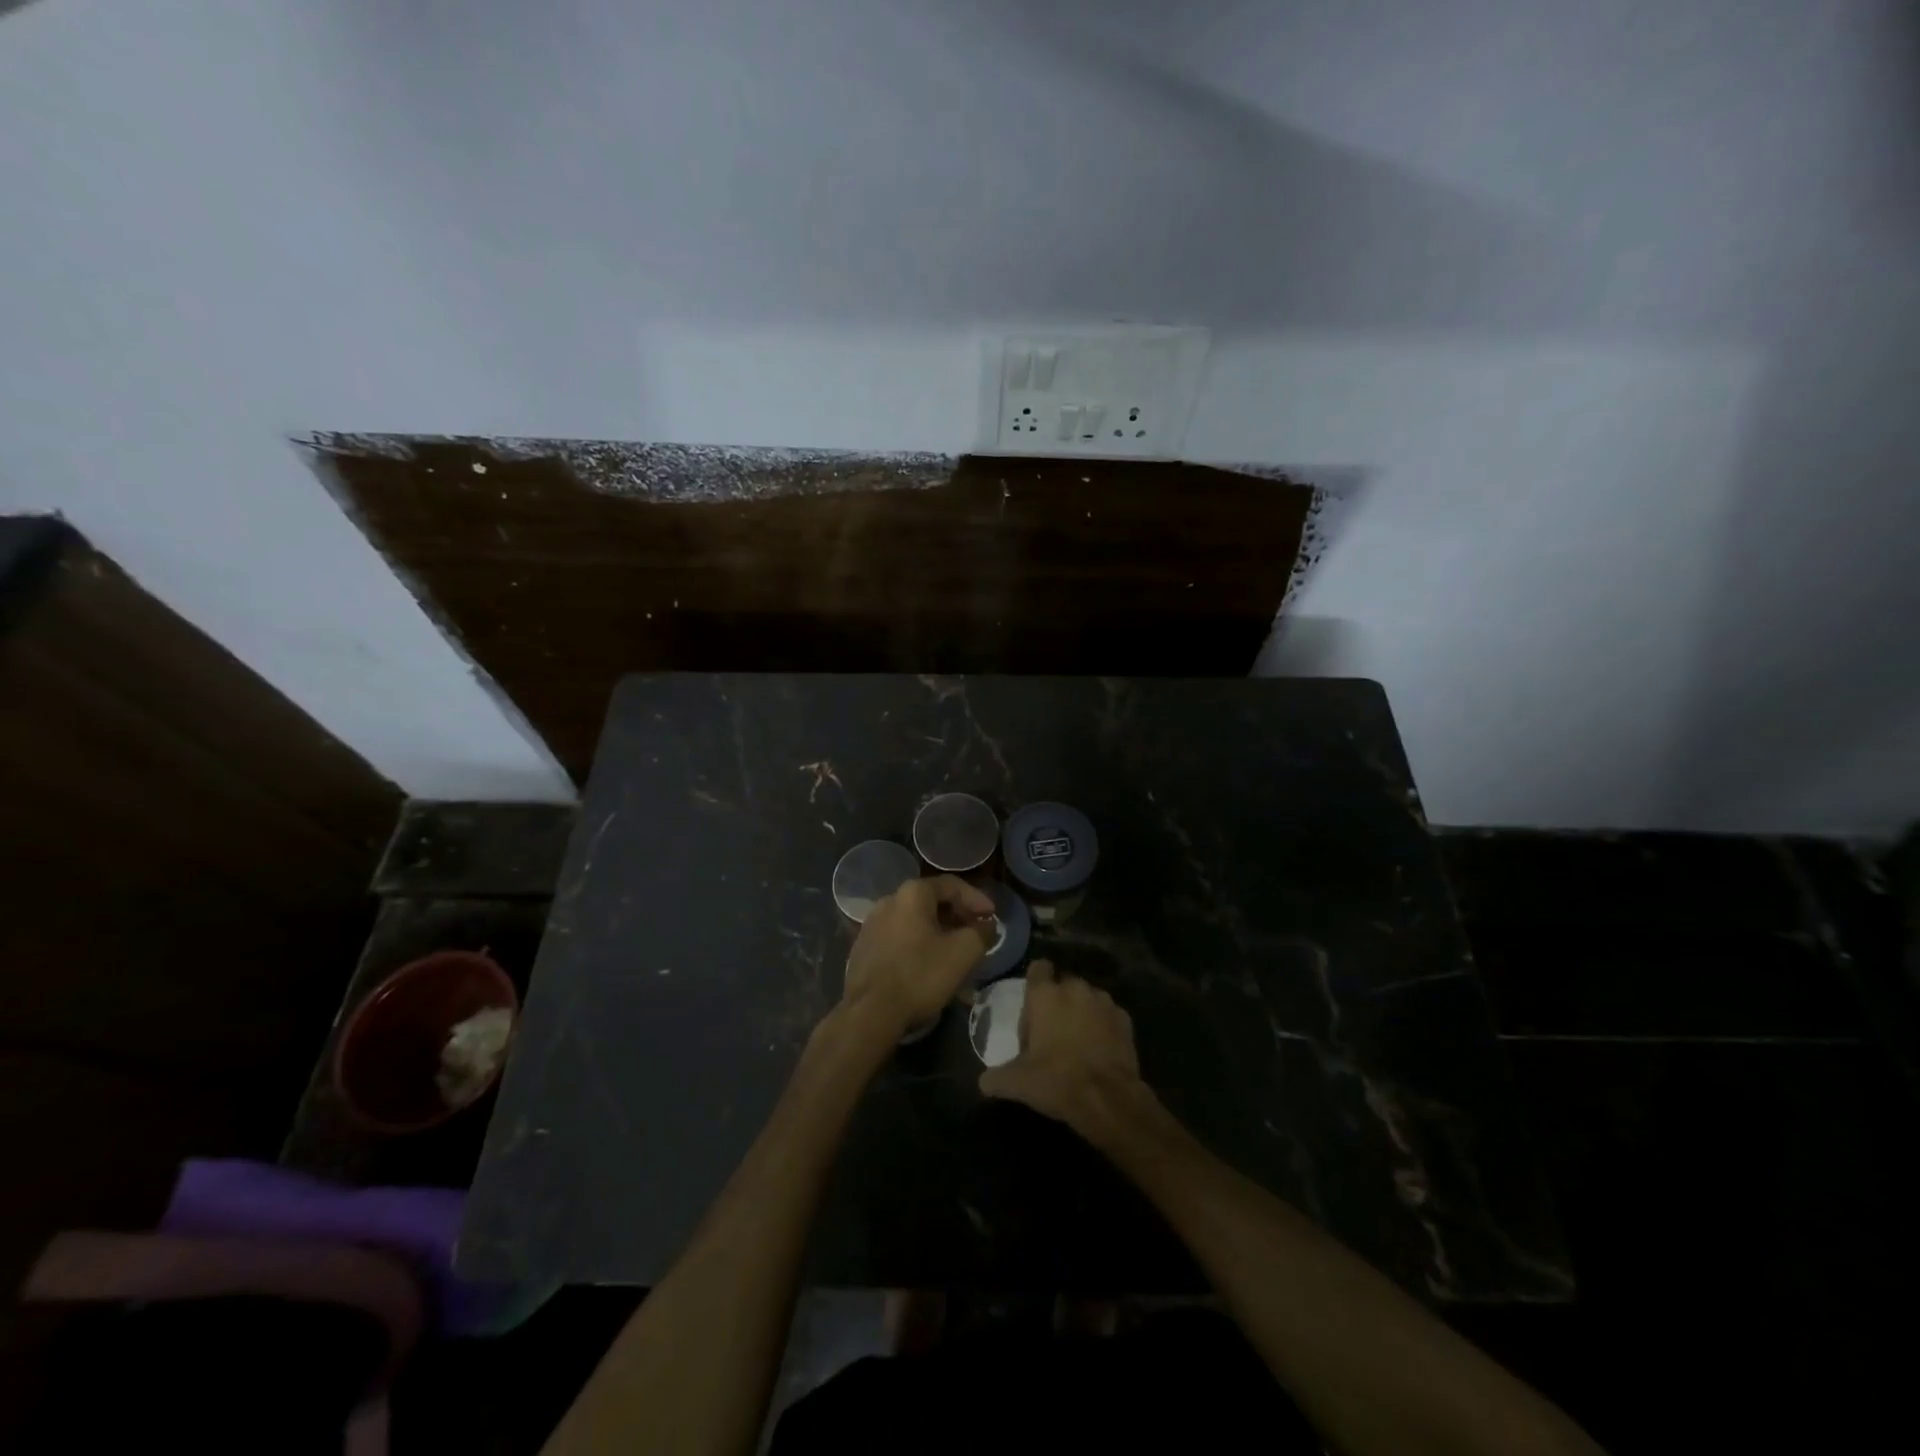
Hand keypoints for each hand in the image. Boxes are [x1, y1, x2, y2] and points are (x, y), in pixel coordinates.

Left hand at [842, 875, 994, 1036]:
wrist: (870, 1012)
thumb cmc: (921, 975)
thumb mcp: (964, 952)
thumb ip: (982, 932)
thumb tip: (986, 925)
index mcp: (912, 894)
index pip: (951, 885)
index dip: (977, 899)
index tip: (993, 917)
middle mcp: (888, 901)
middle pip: (931, 901)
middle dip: (958, 916)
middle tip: (977, 932)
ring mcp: (872, 924)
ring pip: (914, 921)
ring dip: (939, 931)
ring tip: (955, 950)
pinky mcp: (863, 948)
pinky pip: (899, 937)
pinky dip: (919, 944)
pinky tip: (929, 964)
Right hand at [978, 960, 1153, 1141]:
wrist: (1108, 1099)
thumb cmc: (1057, 1080)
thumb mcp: (1017, 1082)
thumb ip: (995, 1077)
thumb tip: (984, 1081)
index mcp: (1045, 994)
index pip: (1037, 967)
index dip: (1034, 981)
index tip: (1031, 1002)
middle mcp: (1074, 988)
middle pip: (1062, 983)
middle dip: (1057, 1000)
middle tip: (1050, 1030)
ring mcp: (1103, 1001)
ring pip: (1087, 997)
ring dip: (1080, 1011)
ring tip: (1076, 1040)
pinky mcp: (1124, 1018)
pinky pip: (1107, 1014)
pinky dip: (1102, 1025)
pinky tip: (1098, 1048)